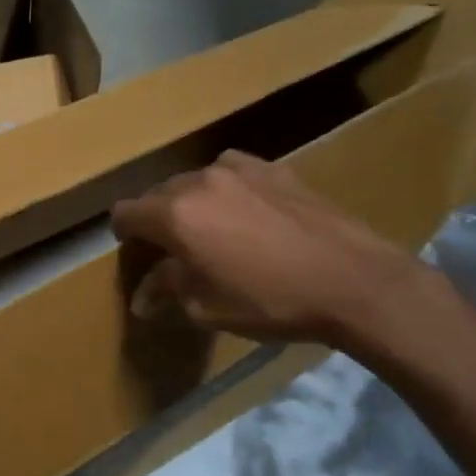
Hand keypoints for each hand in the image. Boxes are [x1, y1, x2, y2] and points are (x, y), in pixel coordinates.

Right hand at [110, 150, 437, 351]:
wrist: (353, 280)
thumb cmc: (270, 300)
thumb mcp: (207, 307)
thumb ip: (167, 290)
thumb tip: (143, 297)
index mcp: (174, 215)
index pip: (125, 213)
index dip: (123, 233)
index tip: (134, 251)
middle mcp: (198, 181)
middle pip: (158, 194)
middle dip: (157, 219)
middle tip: (174, 249)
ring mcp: (238, 169)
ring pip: (195, 181)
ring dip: (192, 203)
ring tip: (212, 230)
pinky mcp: (273, 168)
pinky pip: (231, 172)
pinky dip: (226, 190)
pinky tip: (246, 213)